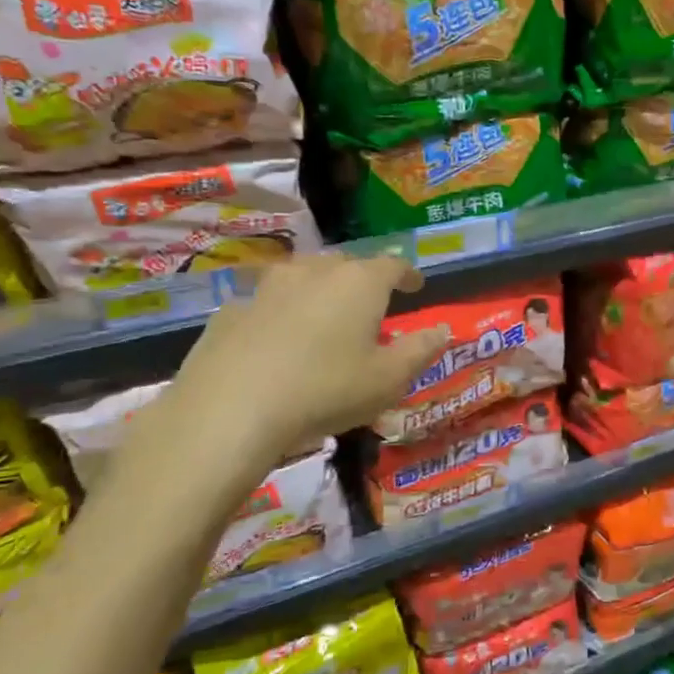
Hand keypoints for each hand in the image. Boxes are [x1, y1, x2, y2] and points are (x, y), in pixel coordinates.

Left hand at [119, 254, 449, 514]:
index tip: (416, 287)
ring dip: (319, 292)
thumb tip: (443, 329)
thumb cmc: (326, 390)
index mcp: (359, 283)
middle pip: (346, 265)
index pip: (392, 265)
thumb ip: (420, 350)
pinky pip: (267, 305)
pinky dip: (281, 316)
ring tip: (325, 319)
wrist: (231, 409)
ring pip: (303, 279)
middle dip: (362, 281)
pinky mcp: (231, 311)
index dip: (408, 275)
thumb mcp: (389, 380)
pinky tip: (277, 344)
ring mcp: (267, 288)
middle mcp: (314, 272)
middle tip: (370, 307)